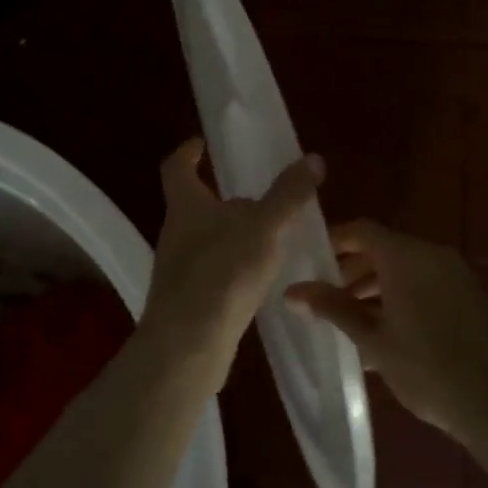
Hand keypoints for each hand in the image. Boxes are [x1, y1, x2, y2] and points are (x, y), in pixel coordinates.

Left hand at [140, 139, 324, 374]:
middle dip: (226, 199)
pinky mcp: (188, 299)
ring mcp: (178, 268)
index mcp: (185, 205)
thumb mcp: (264, 226)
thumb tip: (312, 158)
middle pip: (197, 205)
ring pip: (208, 240)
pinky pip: (215, 271)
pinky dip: (235, 266)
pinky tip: (260, 278)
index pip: (177, 167)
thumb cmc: (223, 272)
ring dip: (235, 235)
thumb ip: (288, 194)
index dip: (188, 152)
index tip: (202, 144)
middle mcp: (175, 232)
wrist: (189, 344)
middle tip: (262, 197)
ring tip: (271, 237)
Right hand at [286, 221, 487, 444]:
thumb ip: (333, 308)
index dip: (333, 241)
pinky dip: (402, 295)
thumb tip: (292, 291)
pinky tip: (386, 331)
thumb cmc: (427, 370)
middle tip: (325, 297)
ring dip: (376, 286)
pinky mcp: (471, 297)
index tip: (308, 262)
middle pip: (383, 248)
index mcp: (407, 257)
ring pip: (406, 268)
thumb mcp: (372, 340)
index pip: (362, 231)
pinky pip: (427, 284)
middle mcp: (434, 256)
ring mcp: (457, 276)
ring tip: (350, 319)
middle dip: (351, 269)